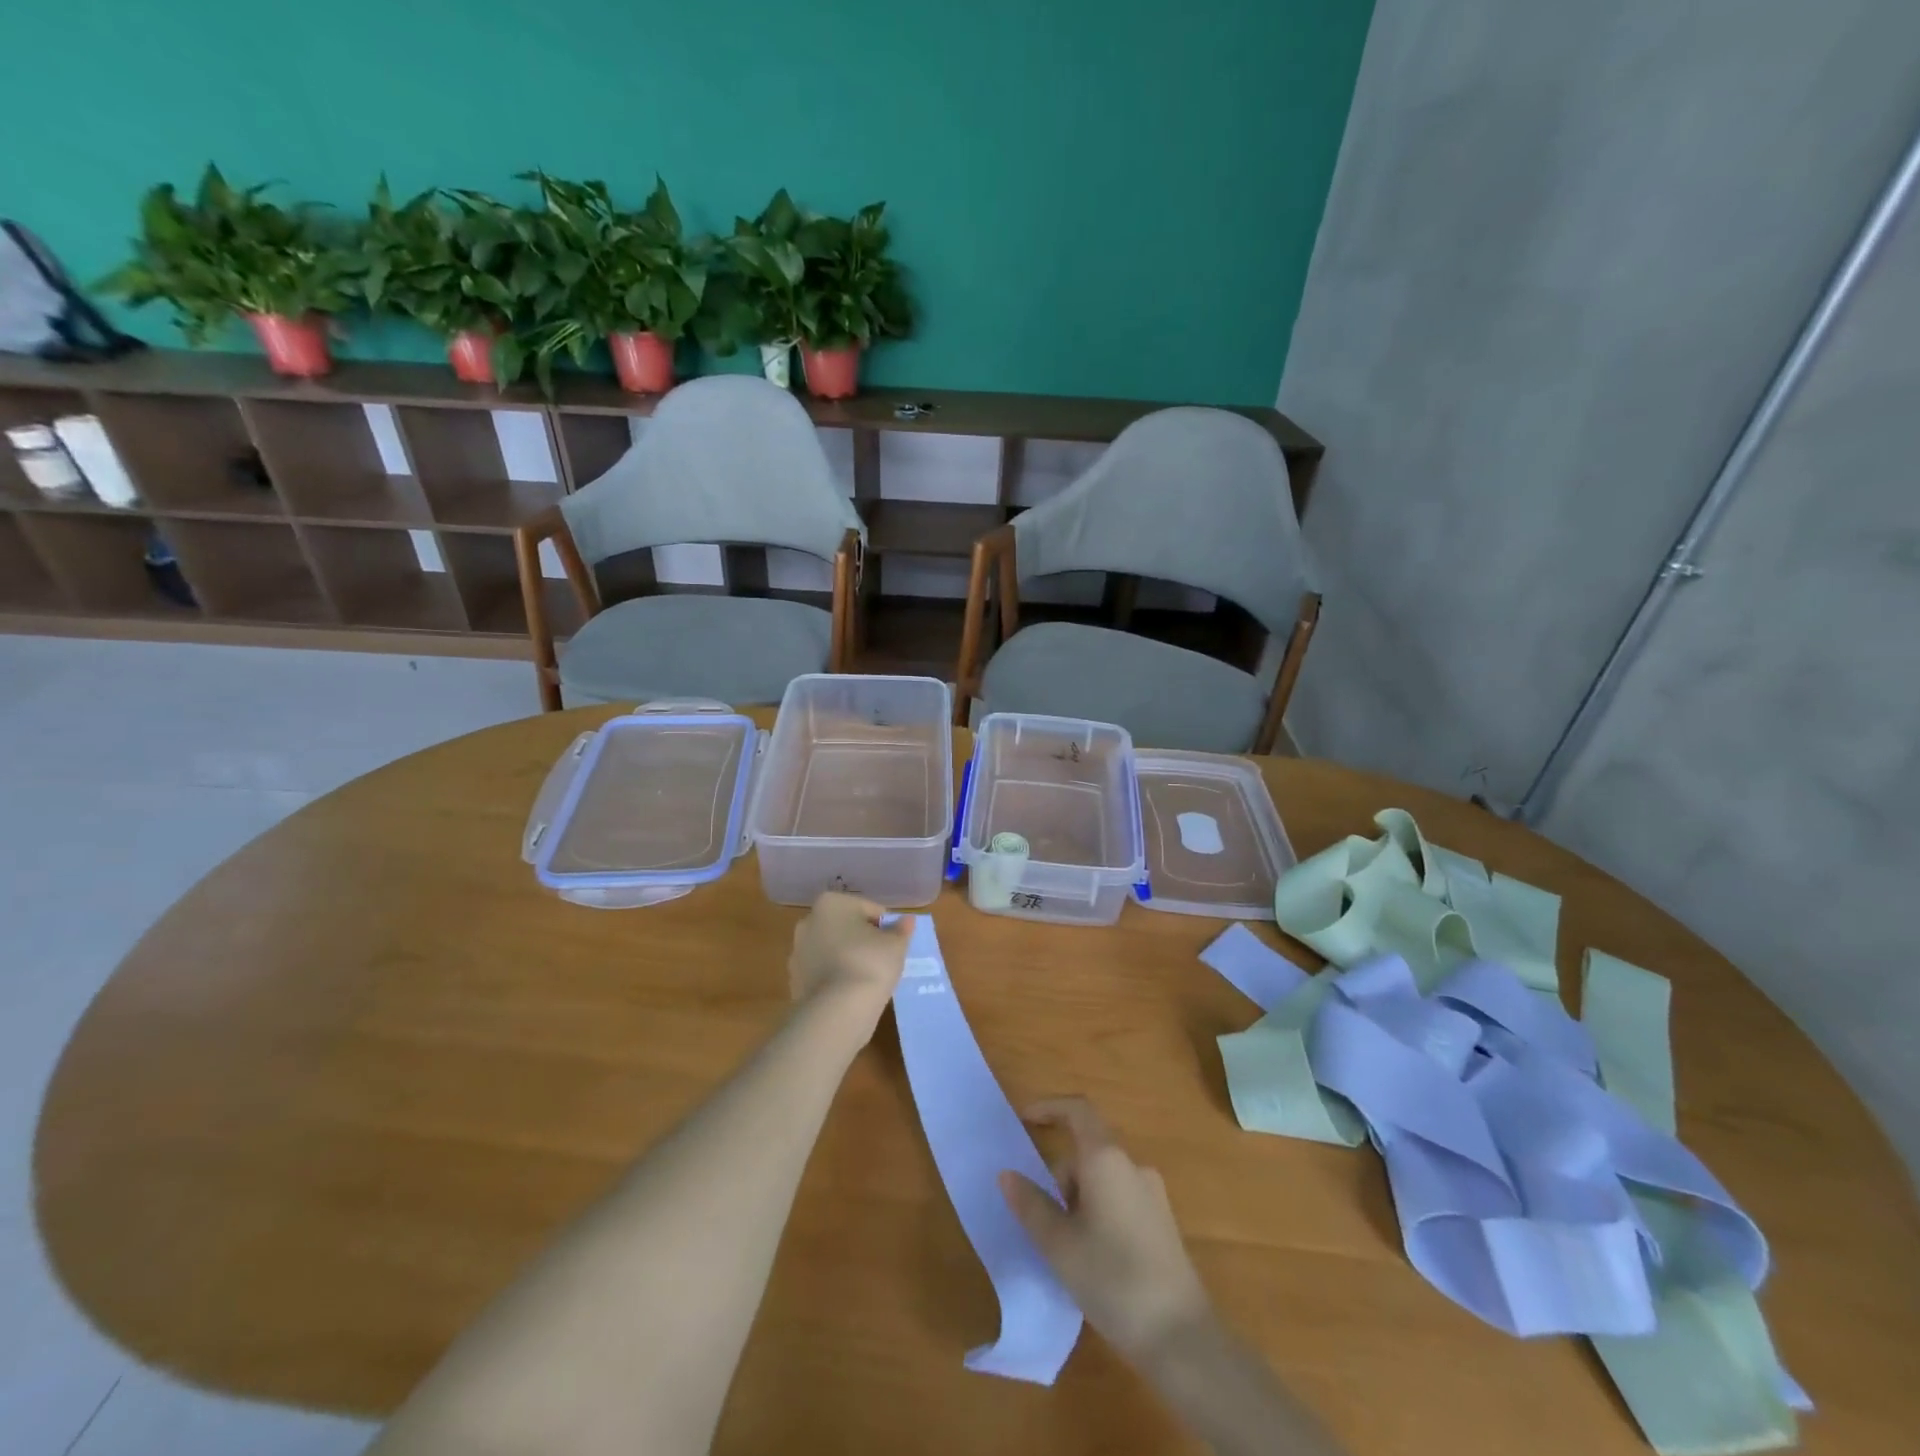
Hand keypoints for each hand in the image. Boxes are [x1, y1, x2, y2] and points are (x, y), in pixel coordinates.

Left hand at [787, 893, 913, 1033]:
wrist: (836, 1011)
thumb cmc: (869, 964)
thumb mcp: (896, 945)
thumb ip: (901, 930)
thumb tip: (907, 920)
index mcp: (831, 903)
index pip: (869, 909)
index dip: (886, 927)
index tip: (894, 946)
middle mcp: (809, 921)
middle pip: (847, 927)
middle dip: (863, 940)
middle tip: (883, 960)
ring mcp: (798, 952)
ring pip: (833, 950)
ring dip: (848, 959)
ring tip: (868, 979)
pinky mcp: (795, 980)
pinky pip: (823, 973)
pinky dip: (836, 979)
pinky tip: (851, 993)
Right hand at [1000, 1097, 1212, 1364]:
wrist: (1181, 1337)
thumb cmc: (1112, 1280)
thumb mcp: (1059, 1245)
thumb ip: (1031, 1205)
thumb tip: (1007, 1174)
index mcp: (1106, 1159)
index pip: (1077, 1110)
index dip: (1049, 1108)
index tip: (1024, 1120)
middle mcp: (1132, 1165)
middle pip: (1087, 1149)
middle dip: (1060, 1176)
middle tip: (1043, 1222)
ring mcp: (1152, 1192)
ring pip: (1103, 1177)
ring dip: (1078, 1198)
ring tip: (1067, 1250)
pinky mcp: (1161, 1221)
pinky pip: (1119, 1197)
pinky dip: (1098, 1211)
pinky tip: (1094, 1258)